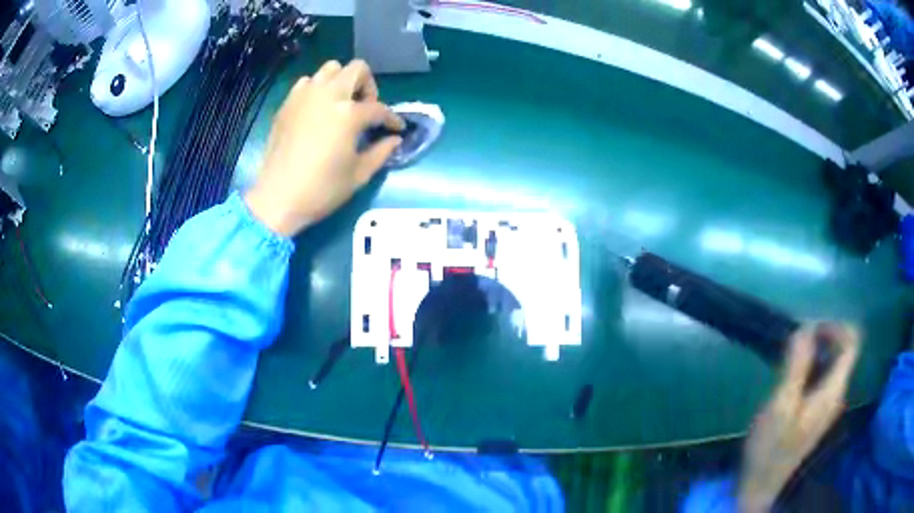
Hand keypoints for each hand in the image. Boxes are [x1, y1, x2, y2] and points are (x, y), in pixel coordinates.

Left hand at [244, 60, 403, 236]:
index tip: (396, 129)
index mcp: (349, 114)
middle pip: (357, 69)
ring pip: (330, 69)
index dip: (392, 119)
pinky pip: (307, 83)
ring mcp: (305, 96)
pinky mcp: (288, 103)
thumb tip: (394, 139)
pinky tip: (317, 110)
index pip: (379, 108)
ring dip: (342, 81)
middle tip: (366, 108)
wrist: (277, 199)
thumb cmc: (321, 190)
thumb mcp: (359, 175)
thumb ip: (381, 152)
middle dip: (368, 86)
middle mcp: (328, 95)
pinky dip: (317, 89)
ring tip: (341, 105)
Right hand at [738, 323, 859, 511]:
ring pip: (833, 363)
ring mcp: (828, 404)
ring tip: (790, 355)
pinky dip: (812, 366)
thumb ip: (797, 365)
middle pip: (844, 350)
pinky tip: (792, 375)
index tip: (810, 327)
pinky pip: (824, 377)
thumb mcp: (782, 404)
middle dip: (823, 336)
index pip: (852, 343)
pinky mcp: (818, 411)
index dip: (835, 326)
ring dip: (816, 351)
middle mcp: (837, 393)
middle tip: (796, 340)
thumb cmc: (771, 446)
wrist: (762, 484)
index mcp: (834, 390)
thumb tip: (806, 327)